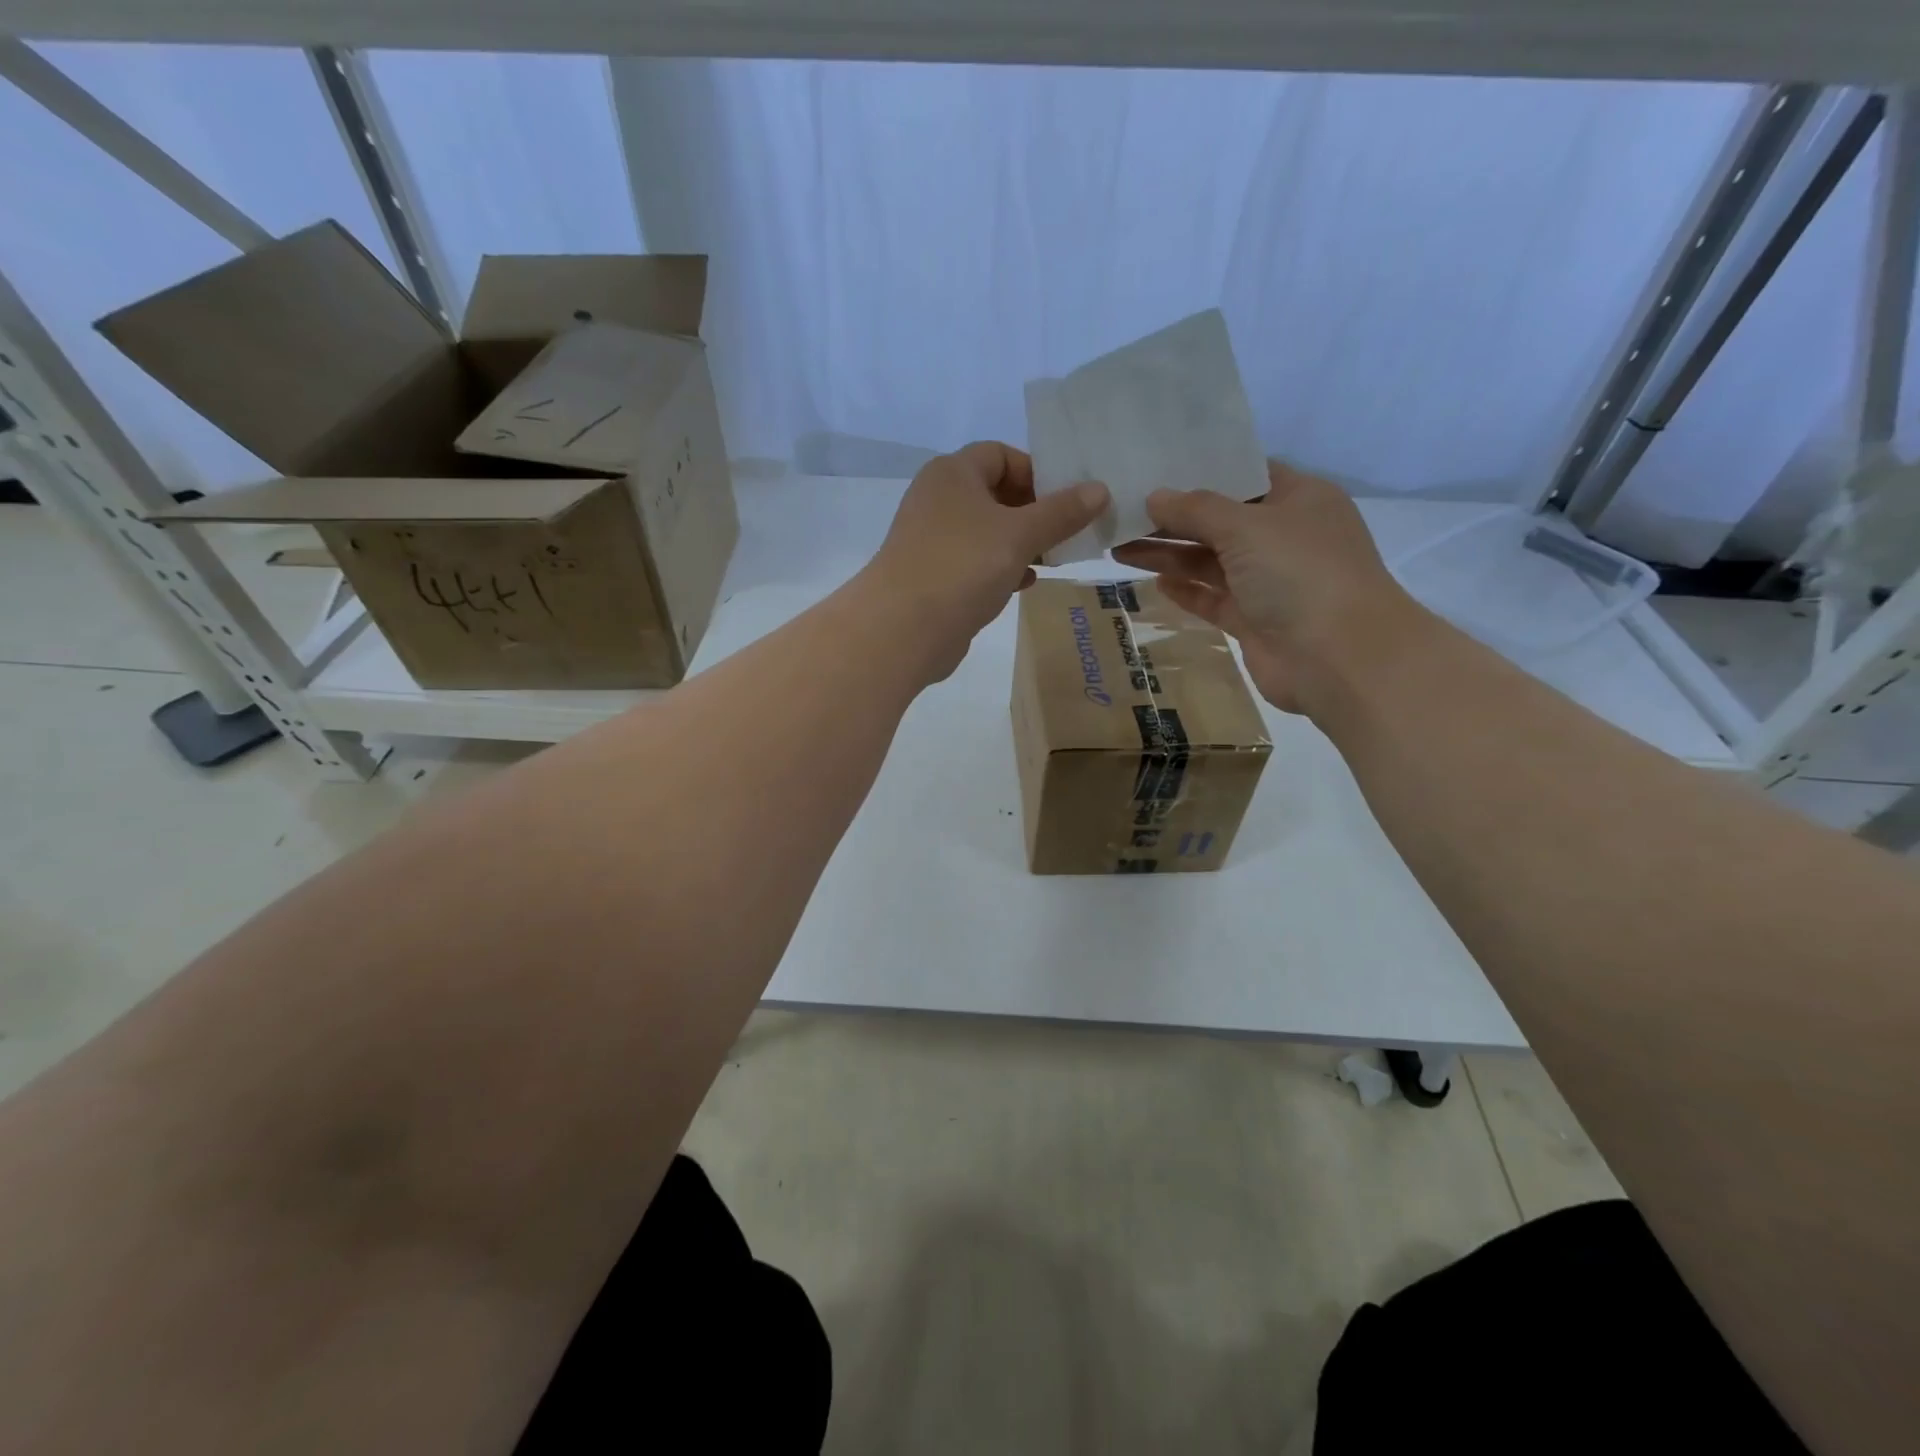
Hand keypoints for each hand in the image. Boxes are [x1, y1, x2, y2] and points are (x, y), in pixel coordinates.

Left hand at [863, 443, 1107, 680]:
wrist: (903, 629)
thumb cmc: (963, 566)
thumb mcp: (1020, 534)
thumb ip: (1061, 512)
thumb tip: (1099, 490)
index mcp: (953, 473)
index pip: (1001, 454)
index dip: (1037, 472)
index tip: (1068, 499)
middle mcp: (938, 499)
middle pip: (995, 493)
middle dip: (1035, 511)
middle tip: (1069, 531)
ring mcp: (932, 540)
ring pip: (987, 531)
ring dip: (1022, 543)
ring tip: (1055, 558)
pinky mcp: (933, 576)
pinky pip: (975, 562)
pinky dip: (1001, 567)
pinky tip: (1025, 583)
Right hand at [1111, 463, 1425, 714]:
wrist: (1338, 658)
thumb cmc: (1300, 574)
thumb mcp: (1247, 527)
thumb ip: (1197, 510)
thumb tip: (1154, 496)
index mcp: (1298, 499)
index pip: (1244, 475)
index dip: (1201, 472)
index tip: (1154, 469)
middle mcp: (1285, 537)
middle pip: (1220, 521)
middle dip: (1173, 519)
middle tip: (1122, 514)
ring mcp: (1269, 582)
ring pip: (1210, 561)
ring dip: (1169, 555)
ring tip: (1119, 548)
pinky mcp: (1253, 620)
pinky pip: (1212, 598)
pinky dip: (1185, 590)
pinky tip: (1153, 582)